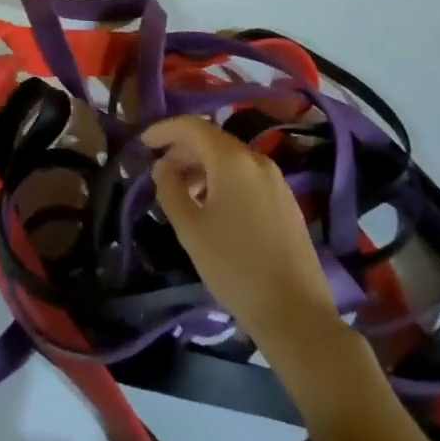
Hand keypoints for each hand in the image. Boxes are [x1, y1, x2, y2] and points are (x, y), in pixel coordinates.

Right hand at [142, 115, 339, 352]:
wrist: (296, 314)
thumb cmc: (235, 267)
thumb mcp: (190, 229)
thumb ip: (170, 190)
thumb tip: (162, 166)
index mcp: (232, 160)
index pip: (193, 126)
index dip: (165, 130)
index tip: (143, 142)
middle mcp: (257, 160)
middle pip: (213, 139)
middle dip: (182, 149)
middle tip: (159, 170)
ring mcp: (276, 180)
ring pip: (230, 158)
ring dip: (202, 166)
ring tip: (182, 192)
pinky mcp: (286, 200)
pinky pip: (246, 175)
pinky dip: (222, 179)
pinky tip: (212, 206)